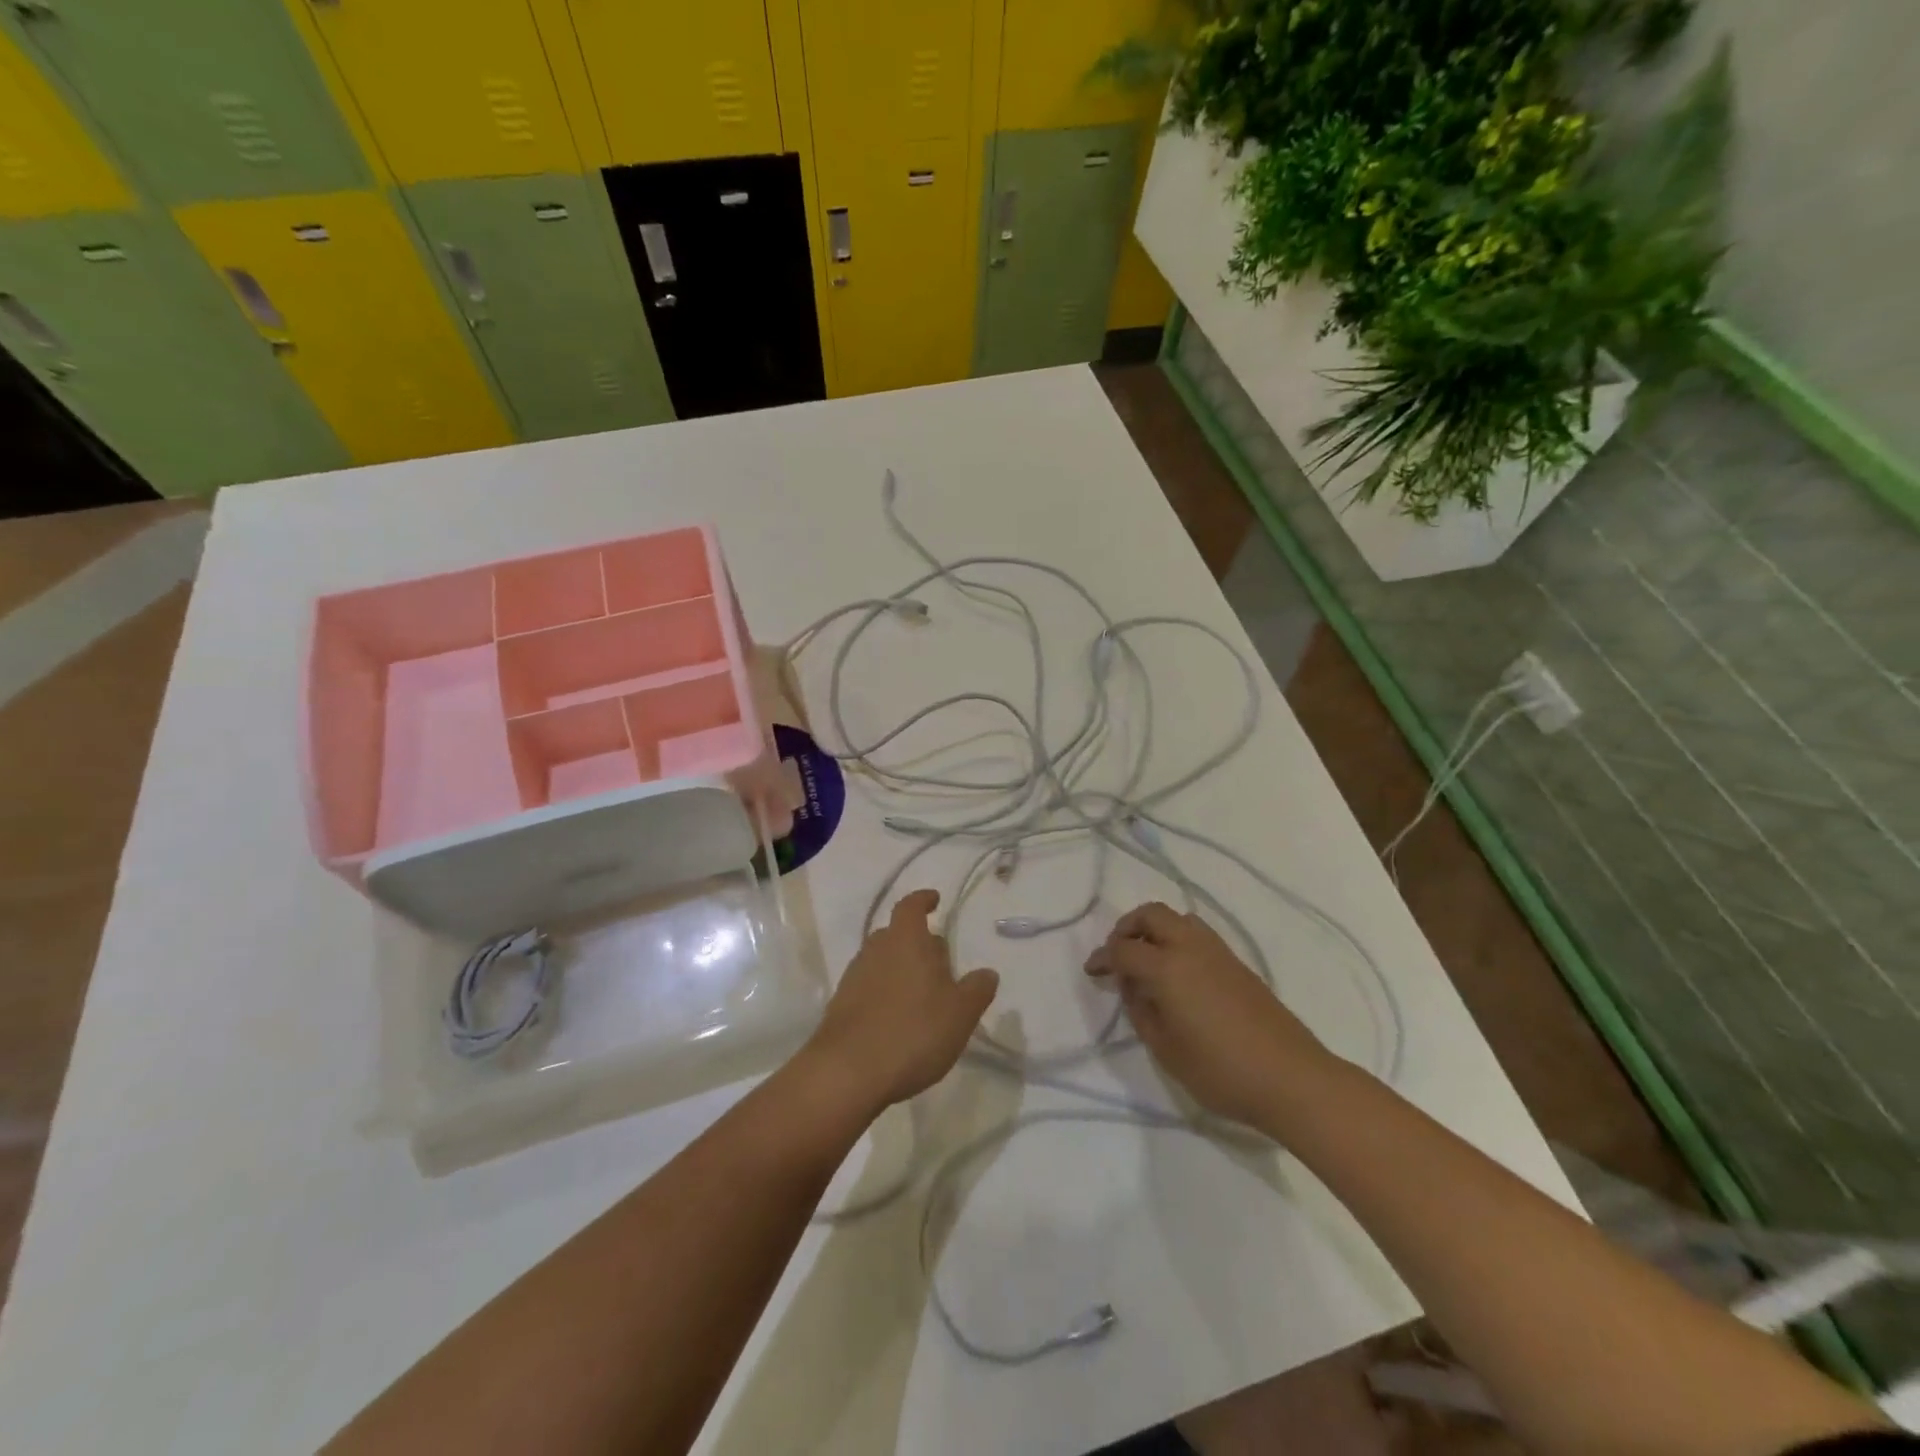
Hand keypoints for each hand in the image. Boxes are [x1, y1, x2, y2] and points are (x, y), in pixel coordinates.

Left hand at [801, 889, 999, 1116]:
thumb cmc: (912, 1032)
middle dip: (917, 942)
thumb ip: (977, 989)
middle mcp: (876, 950)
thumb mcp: (960, 1013)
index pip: (911, 906)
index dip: (923, 900)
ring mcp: (854, 977)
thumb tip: (986, 972)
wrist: (847, 1072)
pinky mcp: (840, 1006)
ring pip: (881, 961)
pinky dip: (884, 994)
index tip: (934, 900)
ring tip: (923, 994)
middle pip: (896, 934)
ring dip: (901, 969)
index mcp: (906, 940)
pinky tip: (898, 1020)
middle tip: (940, 961)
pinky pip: (868, 987)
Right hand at [1086, 901, 1329, 1127]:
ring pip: (1178, 918)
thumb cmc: (1221, 1070)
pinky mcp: (1238, 963)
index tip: (1093, 972)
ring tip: (1147, 960)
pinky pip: (1198, 934)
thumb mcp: (1165, 1049)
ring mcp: (1218, 952)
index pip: (1124, 949)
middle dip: (1127, 927)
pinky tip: (1178, 973)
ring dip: (1155, 929)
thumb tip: (1134, 986)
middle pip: (1151, 914)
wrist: (1291, 1078)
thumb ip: (1141, 1011)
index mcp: (1167, 967)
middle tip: (1118, 954)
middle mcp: (1191, 947)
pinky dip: (1177, 940)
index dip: (1103, 958)